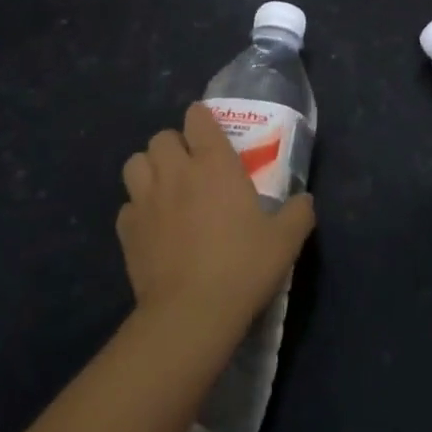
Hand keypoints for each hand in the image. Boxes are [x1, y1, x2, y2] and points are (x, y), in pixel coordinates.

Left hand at [118, 103, 315, 340]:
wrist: (191, 314)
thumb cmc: (242, 267)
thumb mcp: (285, 240)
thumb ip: (298, 213)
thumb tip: (305, 201)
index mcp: (214, 163)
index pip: (197, 117)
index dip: (202, 120)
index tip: (211, 134)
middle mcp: (176, 171)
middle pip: (161, 137)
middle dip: (174, 145)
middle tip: (191, 166)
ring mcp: (146, 200)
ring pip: (135, 163)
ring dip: (149, 169)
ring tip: (165, 188)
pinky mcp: (127, 230)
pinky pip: (127, 206)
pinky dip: (137, 210)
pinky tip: (152, 227)